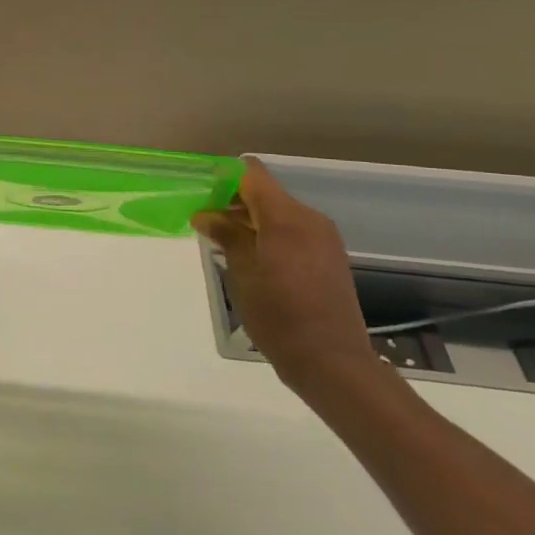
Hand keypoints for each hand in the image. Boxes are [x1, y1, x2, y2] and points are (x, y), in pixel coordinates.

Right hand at [193, 160, 376, 398]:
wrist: (331, 361)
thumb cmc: (278, 314)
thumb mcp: (242, 272)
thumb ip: (226, 235)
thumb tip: (205, 214)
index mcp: (286, 216)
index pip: (252, 173)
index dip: (224, 177)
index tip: (202, 193)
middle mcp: (309, 218)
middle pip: (265, 192)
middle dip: (234, 201)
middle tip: (207, 223)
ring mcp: (323, 237)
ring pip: (279, 212)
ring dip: (252, 220)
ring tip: (226, 244)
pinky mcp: (329, 256)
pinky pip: (294, 231)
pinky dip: (271, 235)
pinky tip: (253, 260)